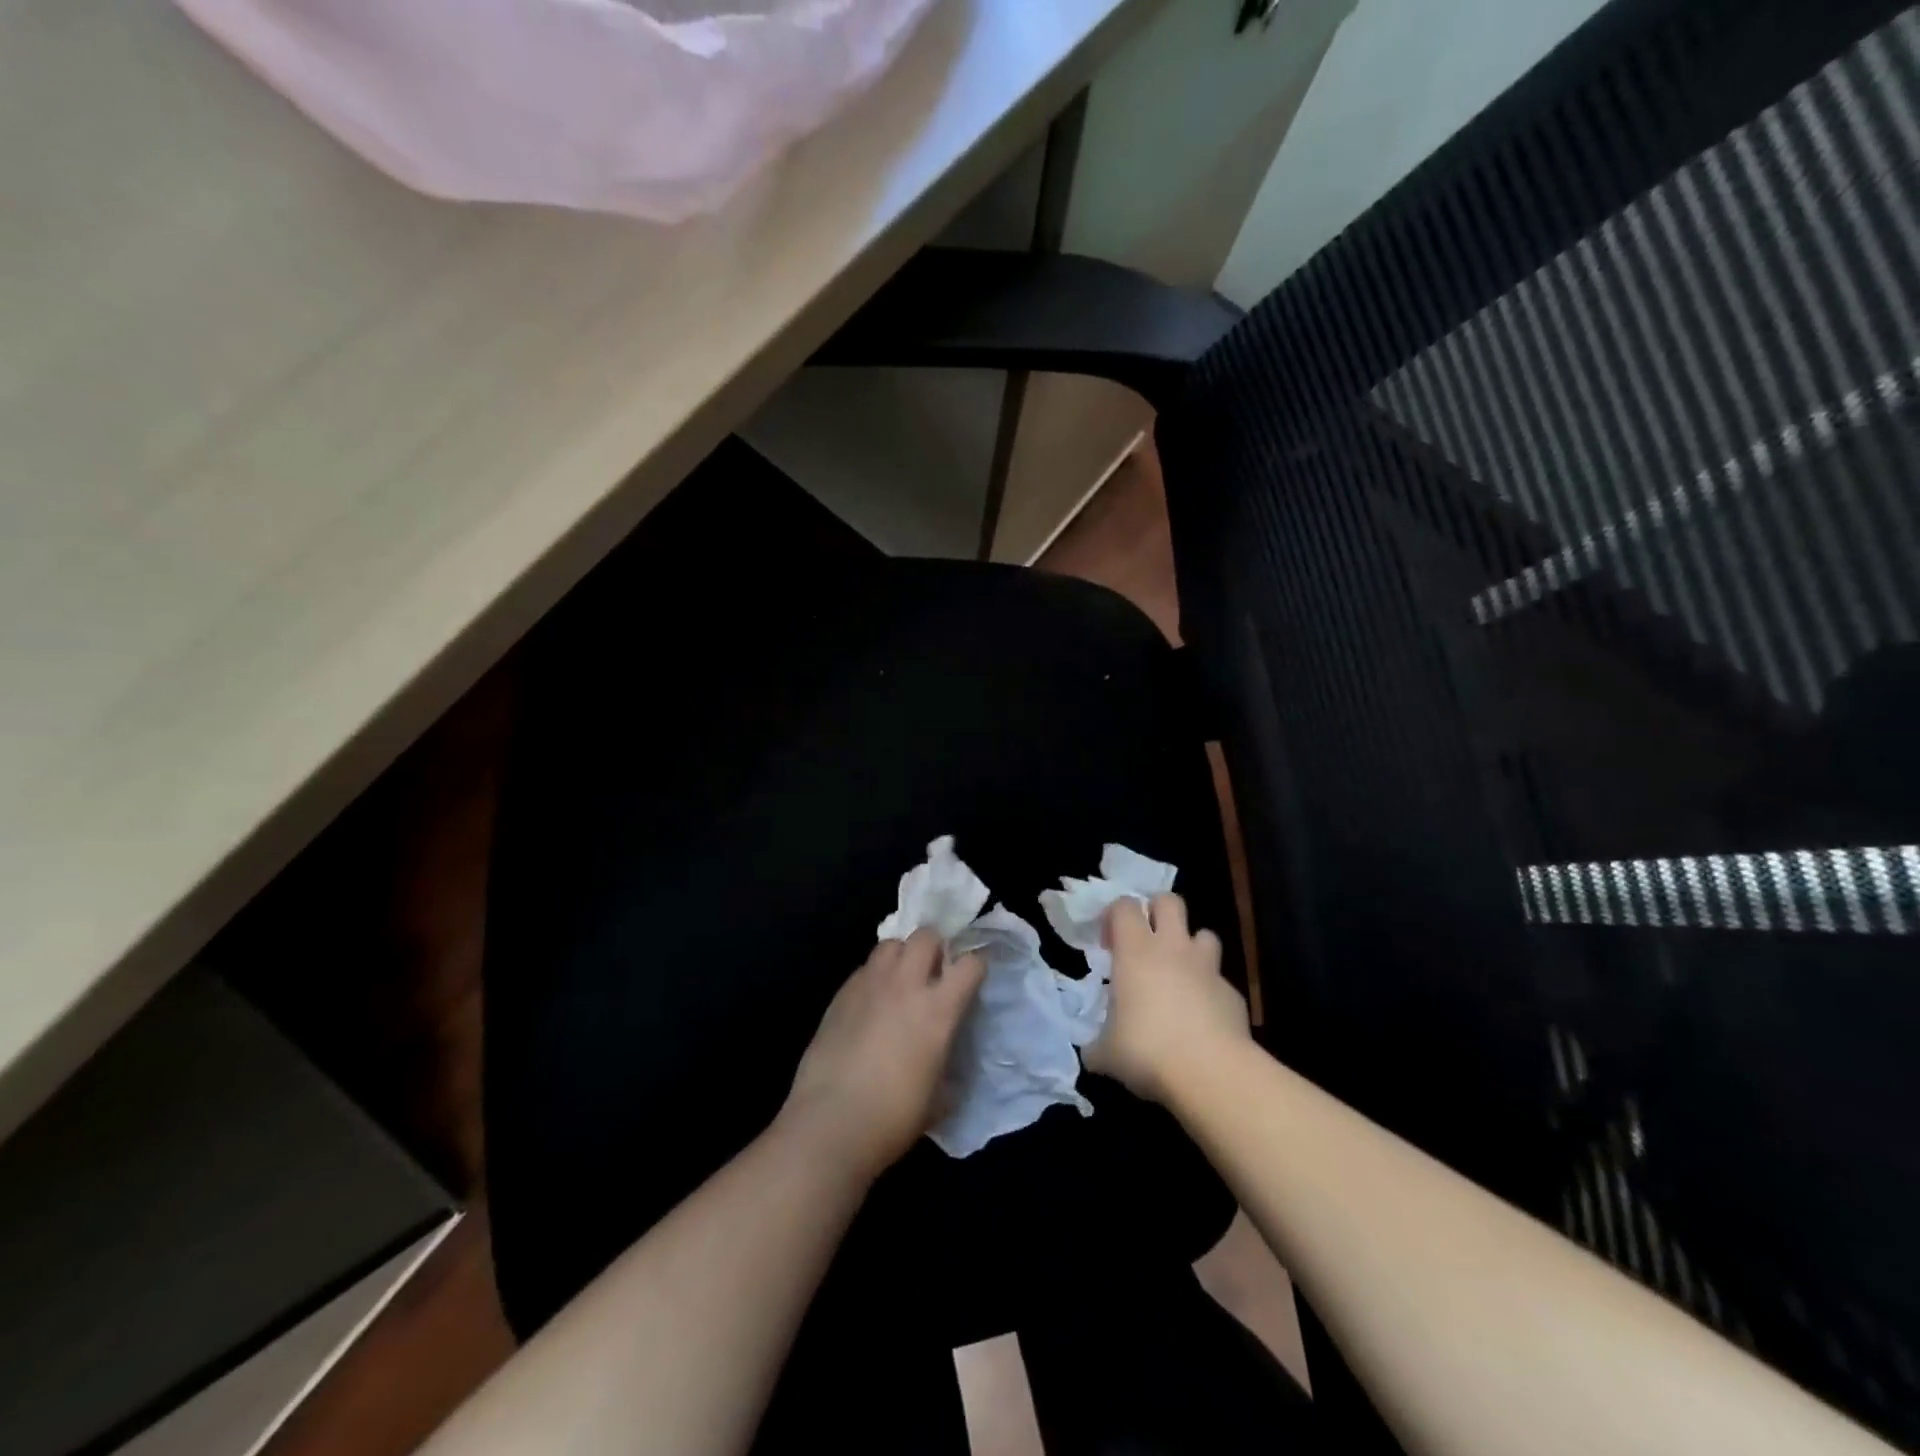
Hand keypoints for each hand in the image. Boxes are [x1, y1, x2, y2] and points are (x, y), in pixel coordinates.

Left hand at [780, 929, 985, 1180]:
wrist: (830, 1123)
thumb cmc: (893, 1118)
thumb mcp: (938, 1100)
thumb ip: (948, 1071)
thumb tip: (947, 1067)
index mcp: (938, 1009)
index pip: (970, 964)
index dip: (976, 965)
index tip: (975, 976)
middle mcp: (906, 985)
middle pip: (927, 935)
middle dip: (936, 946)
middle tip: (935, 971)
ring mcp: (870, 984)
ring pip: (891, 943)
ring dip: (903, 954)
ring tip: (902, 979)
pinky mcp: (841, 994)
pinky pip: (865, 967)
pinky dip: (875, 975)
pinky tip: (872, 1001)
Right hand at [1084, 894, 1249, 1103]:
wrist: (1211, 1074)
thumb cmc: (1147, 1051)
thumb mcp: (1106, 1053)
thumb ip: (1097, 1045)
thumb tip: (1093, 1053)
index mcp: (1135, 951)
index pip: (1124, 906)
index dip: (1114, 916)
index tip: (1108, 944)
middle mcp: (1173, 948)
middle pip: (1169, 901)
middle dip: (1157, 911)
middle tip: (1146, 941)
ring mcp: (1208, 968)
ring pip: (1204, 934)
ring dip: (1191, 947)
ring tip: (1179, 973)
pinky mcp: (1233, 993)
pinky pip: (1220, 980)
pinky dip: (1210, 990)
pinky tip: (1202, 1018)